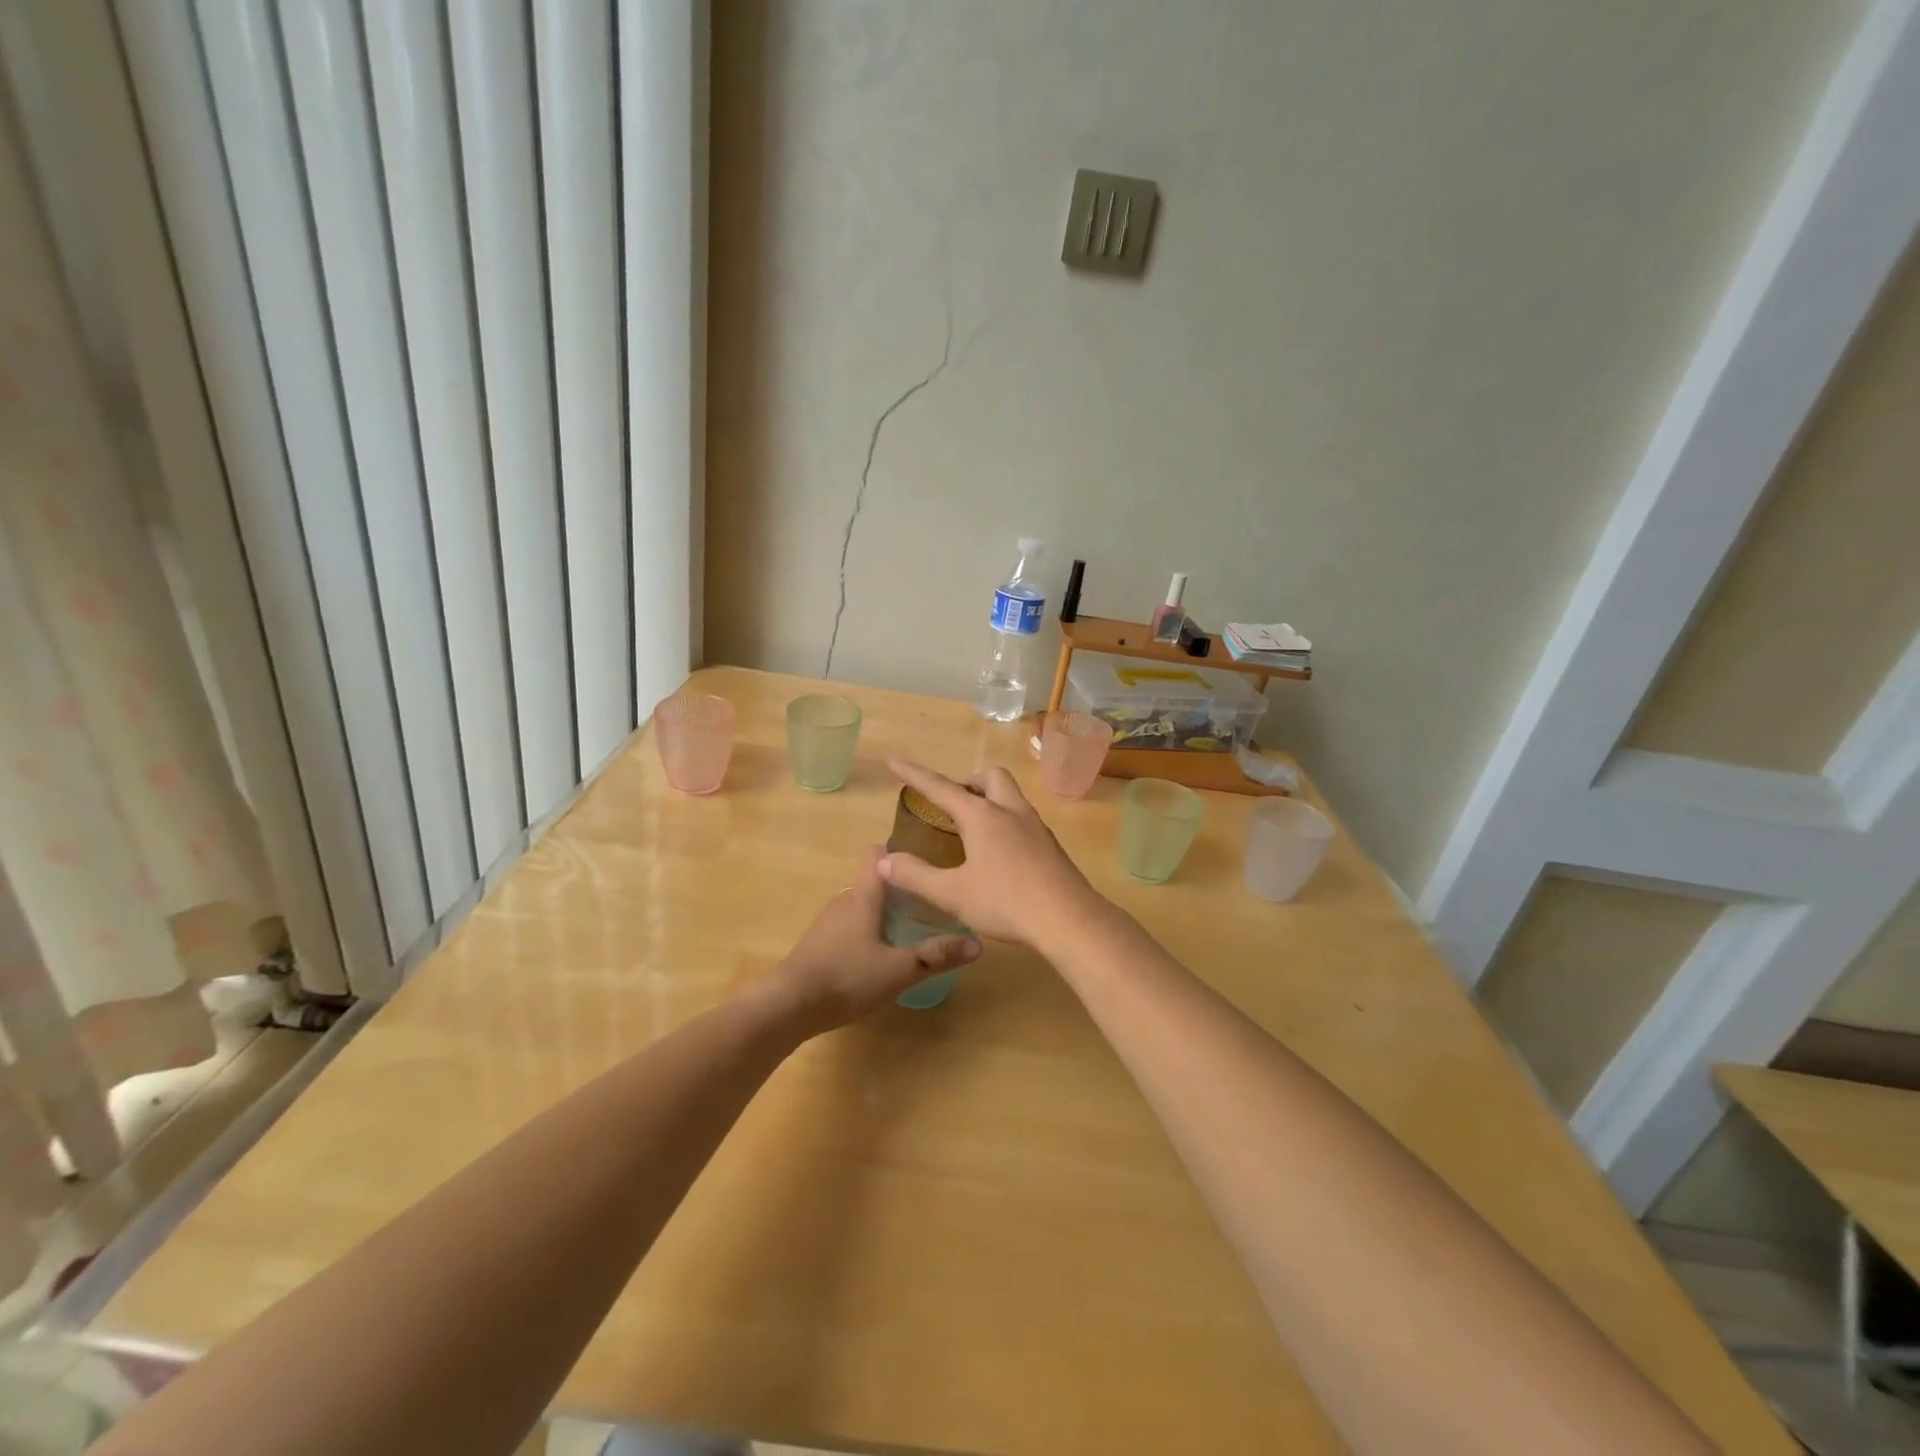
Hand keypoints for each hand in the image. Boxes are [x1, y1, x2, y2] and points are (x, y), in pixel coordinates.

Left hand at [769, 845, 979, 1033]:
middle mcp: (844, 900)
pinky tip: (881, 955)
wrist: (788, 1005)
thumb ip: (937, 955)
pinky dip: (867, 932)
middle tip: (931, 900)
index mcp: (864, 896)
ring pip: (862, 906)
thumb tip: (978, 943)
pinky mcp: (818, 944)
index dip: (899, 850)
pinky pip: (849, 927)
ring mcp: (828, 923)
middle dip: (901, 888)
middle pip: (874, 881)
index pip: (877, 853)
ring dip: (884, 912)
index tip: (926, 858)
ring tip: (912, 927)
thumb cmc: (847, 977)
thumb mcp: (900, 969)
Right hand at [879, 759, 1105, 948]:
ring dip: (989, 800)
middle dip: (968, 782)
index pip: (941, 787)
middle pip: (990, 777)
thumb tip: (884, 859)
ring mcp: (1035, 827)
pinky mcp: (1050, 846)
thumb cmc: (1005, 902)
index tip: (895, 762)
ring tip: (973, 829)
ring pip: (1011, 796)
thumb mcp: (952, 893)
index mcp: (982, 816)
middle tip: (952, 804)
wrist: (1069, 919)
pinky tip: (1000, 853)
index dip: (915, 775)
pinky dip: (1005, 822)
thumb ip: (916, 876)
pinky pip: (1023, 819)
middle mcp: (1010, 811)